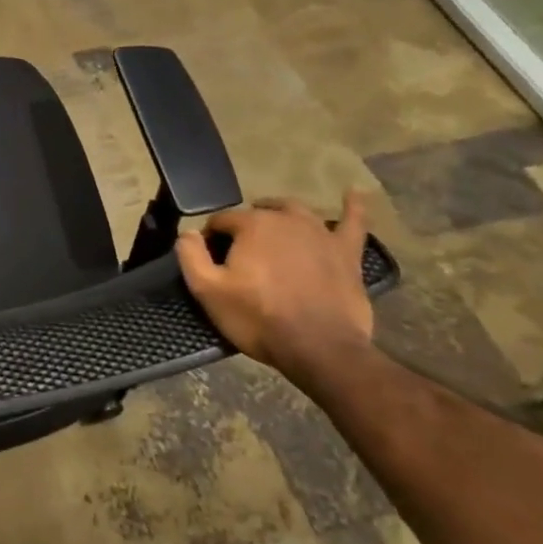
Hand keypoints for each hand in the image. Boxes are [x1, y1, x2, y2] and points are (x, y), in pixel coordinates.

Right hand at [176, 190, 374, 374]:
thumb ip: (190, 255)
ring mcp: (321, 234)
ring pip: (297, 212)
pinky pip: (353, 223)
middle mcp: (286, 219)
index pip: (222, 220)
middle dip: (246, 227)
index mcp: (252, 225)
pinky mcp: (347, 253)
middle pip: (259, 213)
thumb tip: (188, 233)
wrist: (320, 349)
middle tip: (241, 255)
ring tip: (273, 226)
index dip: (212, 239)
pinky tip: (353, 194)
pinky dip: (353, 208)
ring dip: (281, 215)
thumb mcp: (208, 291)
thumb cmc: (258, 318)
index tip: (211, 262)